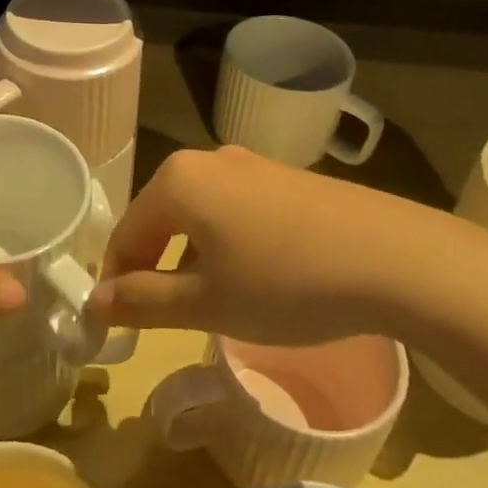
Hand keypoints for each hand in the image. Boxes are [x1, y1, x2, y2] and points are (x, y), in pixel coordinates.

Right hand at [90, 145, 453, 345]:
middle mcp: (207, 160)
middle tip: (164, 318)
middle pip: (160, 219)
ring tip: (212, 303)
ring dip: (191, 258)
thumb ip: (143, 302)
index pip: (126, 234)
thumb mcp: (206, 303)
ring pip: (199, 215)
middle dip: (154, 268)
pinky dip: (227, 244)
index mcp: (177, 181)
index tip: (118, 326)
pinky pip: (235, 210)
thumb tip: (95, 303)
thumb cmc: (285, 282)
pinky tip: (256, 278)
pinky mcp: (285, 178)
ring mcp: (251, 164)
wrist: (393, 258)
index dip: (117, 283)